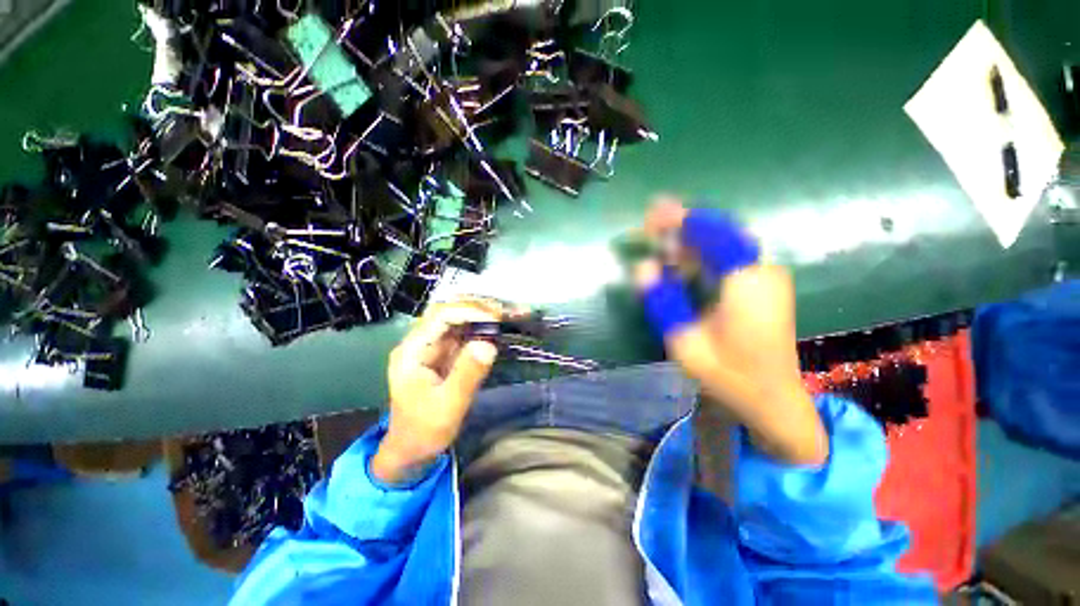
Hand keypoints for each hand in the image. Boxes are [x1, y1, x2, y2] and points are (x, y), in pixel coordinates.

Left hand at [371, 300, 500, 483]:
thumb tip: (489, 344)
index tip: (496, 317)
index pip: (440, 316)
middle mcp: (421, 342)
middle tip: (505, 311)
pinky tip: (498, 326)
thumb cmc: (425, 431)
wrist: (412, 450)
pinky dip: (482, 327)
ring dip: (481, 314)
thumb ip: (467, 375)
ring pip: (458, 319)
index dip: (469, 311)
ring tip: (506, 314)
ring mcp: (433, 347)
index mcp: (412, 351)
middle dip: (477, 307)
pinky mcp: (445, 354)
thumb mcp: (448, 407)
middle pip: (448, 311)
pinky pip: (464, 333)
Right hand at [636, 197, 827, 465]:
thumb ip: (663, 301)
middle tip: (649, 225)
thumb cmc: (729, 375)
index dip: (680, 219)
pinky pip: (727, 257)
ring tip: (657, 241)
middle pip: (718, 232)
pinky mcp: (761, 284)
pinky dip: (700, 255)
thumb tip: (643, 267)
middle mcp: (761, 270)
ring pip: (722, 243)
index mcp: (746, 282)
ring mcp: (764, 276)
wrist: (772, 399)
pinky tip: (679, 262)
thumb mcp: (685, 342)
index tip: (652, 213)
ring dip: (689, 240)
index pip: (713, 233)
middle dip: (682, 225)